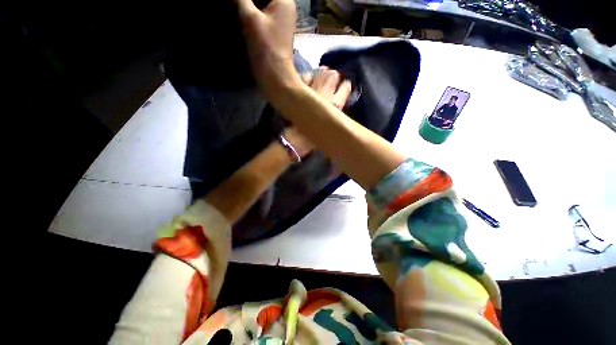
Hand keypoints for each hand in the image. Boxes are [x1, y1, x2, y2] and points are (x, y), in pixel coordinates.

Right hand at [234, 0, 299, 96]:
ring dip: (247, 6)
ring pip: (260, 6)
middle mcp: (284, 8)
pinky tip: (239, 15)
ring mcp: (279, 21)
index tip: (237, 4)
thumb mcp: (249, 18)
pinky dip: (250, 14)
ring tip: (235, 9)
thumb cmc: (265, 47)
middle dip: (247, 2)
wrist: (275, 77)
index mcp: (284, 0)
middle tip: (235, 6)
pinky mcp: (274, 32)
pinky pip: (261, 16)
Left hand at [282, 68, 352, 156]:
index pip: (346, 86)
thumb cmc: (318, 136)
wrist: (299, 137)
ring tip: (321, 80)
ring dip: (323, 74)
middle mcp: (327, 92)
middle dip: (335, 77)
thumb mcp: (333, 124)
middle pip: (335, 74)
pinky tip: (309, 82)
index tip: (343, 87)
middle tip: (332, 82)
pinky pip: (308, 75)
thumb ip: (338, 109)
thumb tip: (340, 100)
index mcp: (336, 104)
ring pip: (323, 71)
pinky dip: (310, 77)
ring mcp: (313, 88)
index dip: (345, 86)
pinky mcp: (301, 87)